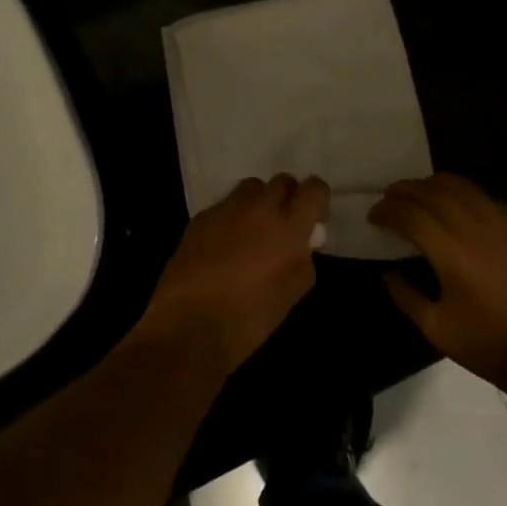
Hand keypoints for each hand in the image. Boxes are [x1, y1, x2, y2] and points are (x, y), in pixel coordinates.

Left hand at [138, 175, 329, 376]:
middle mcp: (258, 208)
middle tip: (284, 226)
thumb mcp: (291, 295)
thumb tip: (301, 246)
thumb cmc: (249, 318)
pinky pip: (225, 206)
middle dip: (288, 198)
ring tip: (253, 232)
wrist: (189, 324)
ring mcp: (226, 209)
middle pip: (282, 181)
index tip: (314, 219)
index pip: (314, 189)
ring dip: (259, 202)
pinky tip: (224, 246)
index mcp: (287, 227)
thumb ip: (302, 261)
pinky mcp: (201, 217)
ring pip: (251, 187)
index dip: (317, 200)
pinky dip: (232, 217)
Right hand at [370, 174, 506, 392]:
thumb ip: (406, 296)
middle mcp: (476, 227)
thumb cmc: (490, 346)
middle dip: (405, 190)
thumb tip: (389, 272)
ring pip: (462, 187)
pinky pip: (488, 199)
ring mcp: (504, 224)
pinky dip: (465, 196)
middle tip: (390, 198)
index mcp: (451, 252)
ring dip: (434, 185)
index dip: (387, 210)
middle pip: (433, 191)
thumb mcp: (437, 329)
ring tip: (420, 194)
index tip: (374, 216)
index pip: (410, 213)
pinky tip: (459, 209)